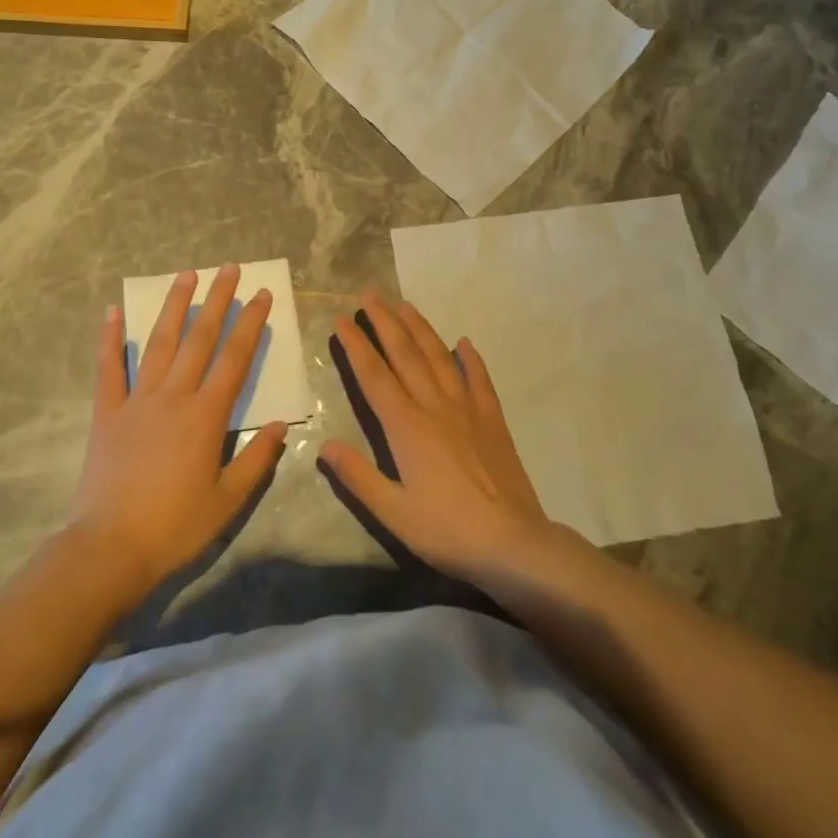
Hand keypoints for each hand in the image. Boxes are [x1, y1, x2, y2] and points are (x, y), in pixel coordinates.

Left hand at [69, 264, 288, 601]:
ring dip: (174, 306)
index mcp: (206, 415)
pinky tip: (112, 312)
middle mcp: (174, 396)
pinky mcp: (107, 413)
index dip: (251, 323)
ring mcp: (137, 400)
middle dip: (217, 300)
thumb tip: (282, 425)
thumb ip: (257, 459)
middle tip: (228, 268)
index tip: (261, 295)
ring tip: (186, 275)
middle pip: (200, 338)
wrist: (110, 548)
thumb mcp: (228, 500)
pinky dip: (109, 339)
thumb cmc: (176, 526)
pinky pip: (108, 369)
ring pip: (158, 342)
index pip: (235, 358)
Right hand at [320, 291, 550, 583]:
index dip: (356, 346)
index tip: (342, 320)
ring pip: (439, 357)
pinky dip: (470, 358)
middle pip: (405, 354)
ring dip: (420, 328)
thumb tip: (324, 445)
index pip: (374, 376)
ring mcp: (467, 409)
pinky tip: (464, 342)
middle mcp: (434, 407)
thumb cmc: (447, 530)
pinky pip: (479, 379)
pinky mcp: (492, 420)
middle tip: (369, 295)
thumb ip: (358, 477)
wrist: (513, 543)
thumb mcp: (393, 512)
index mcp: (406, 427)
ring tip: (404, 305)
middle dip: (385, 322)